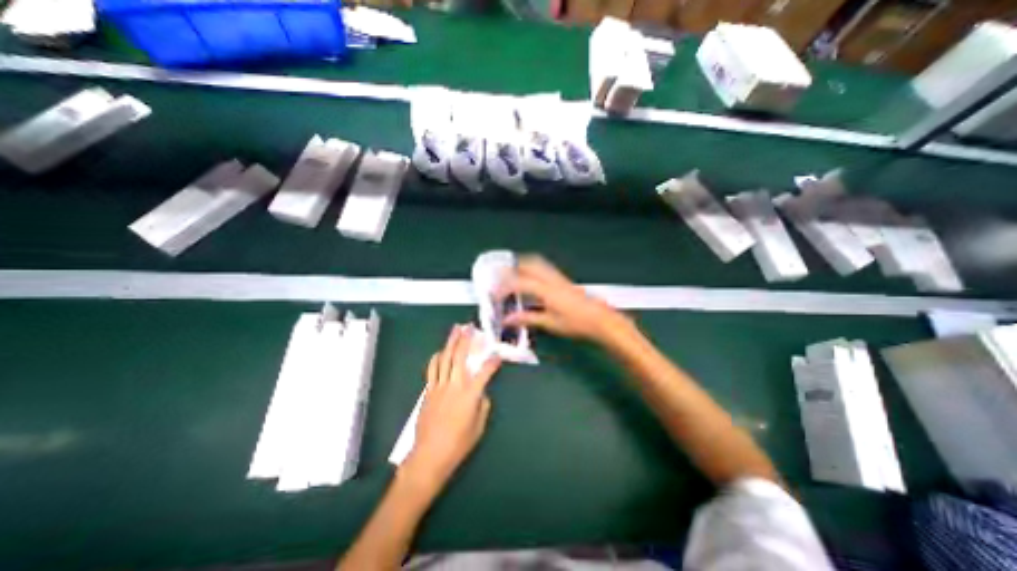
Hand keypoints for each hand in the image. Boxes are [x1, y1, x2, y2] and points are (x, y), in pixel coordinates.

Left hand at [404, 325, 501, 495]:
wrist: (429, 455)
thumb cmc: (458, 444)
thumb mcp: (479, 427)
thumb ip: (483, 405)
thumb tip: (482, 393)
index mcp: (470, 394)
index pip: (484, 372)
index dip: (493, 362)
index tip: (497, 354)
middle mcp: (454, 385)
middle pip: (459, 357)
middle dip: (465, 340)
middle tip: (469, 327)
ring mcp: (439, 386)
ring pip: (445, 358)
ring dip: (450, 342)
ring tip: (454, 330)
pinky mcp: (429, 391)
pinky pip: (432, 369)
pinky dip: (437, 358)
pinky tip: (440, 352)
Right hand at [500, 256, 631, 345]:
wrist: (600, 320)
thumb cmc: (575, 323)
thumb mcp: (549, 323)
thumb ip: (527, 318)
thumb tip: (507, 319)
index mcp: (546, 290)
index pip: (520, 283)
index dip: (504, 287)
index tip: (494, 293)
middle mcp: (551, 279)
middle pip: (529, 264)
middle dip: (513, 267)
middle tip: (501, 274)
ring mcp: (559, 278)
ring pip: (538, 263)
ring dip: (524, 264)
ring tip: (513, 271)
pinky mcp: (564, 280)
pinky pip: (545, 268)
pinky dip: (533, 268)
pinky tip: (531, 277)